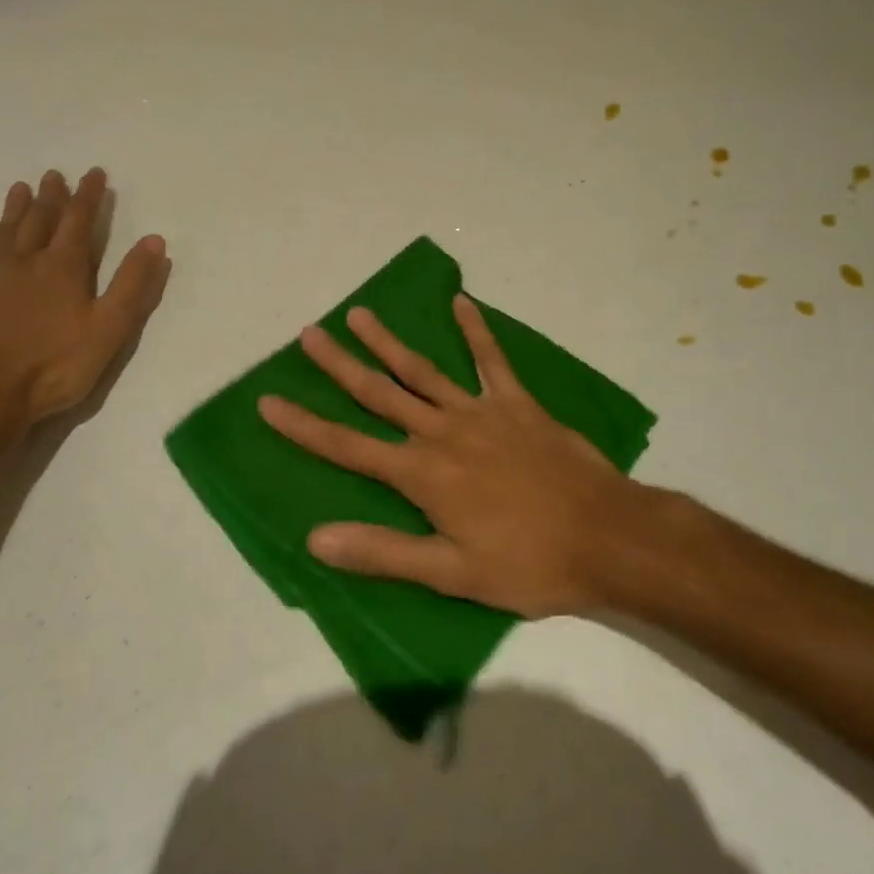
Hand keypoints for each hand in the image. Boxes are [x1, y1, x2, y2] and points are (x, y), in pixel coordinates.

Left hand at [0, 168, 166, 427]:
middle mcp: (24, 262)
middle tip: (54, 174)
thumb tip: (154, 240)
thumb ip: (132, 284)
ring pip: (2, 234)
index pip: (79, 220)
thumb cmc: (55, 366)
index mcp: (63, 267)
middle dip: (51, 196)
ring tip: (20, 188)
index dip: (88, 195)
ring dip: (13, 210)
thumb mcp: (109, 328)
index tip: (94, 173)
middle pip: (39, 220)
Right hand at [259, 296, 642, 617]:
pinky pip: (491, 359)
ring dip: (388, 342)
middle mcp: (442, 432)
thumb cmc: (528, 562)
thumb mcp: (452, 572)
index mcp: (422, 474)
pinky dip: (476, 330)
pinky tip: (462, 302)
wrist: (605, 536)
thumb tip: (317, 538)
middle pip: (379, 393)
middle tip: (309, 333)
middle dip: (339, 364)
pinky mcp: (516, 402)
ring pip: (422, 370)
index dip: (304, 426)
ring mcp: (480, 411)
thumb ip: (384, 551)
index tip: (268, 401)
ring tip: (359, 313)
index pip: (348, 447)